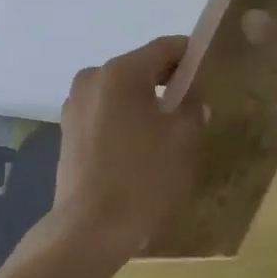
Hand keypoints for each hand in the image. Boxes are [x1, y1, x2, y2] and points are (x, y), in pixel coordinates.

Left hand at [50, 35, 204, 260]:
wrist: (89, 229)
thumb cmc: (141, 177)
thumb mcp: (182, 140)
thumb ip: (192, 109)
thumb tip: (192, 101)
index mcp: (120, 72)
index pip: (164, 48)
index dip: (189, 53)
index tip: (209, 67)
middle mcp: (92, 78)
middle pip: (139, 68)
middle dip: (166, 81)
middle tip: (193, 102)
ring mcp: (75, 104)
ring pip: (120, 91)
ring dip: (143, 102)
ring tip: (167, 128)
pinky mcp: (68, 131)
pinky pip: (104, 113)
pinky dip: (123, 119)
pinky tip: (139, 146)